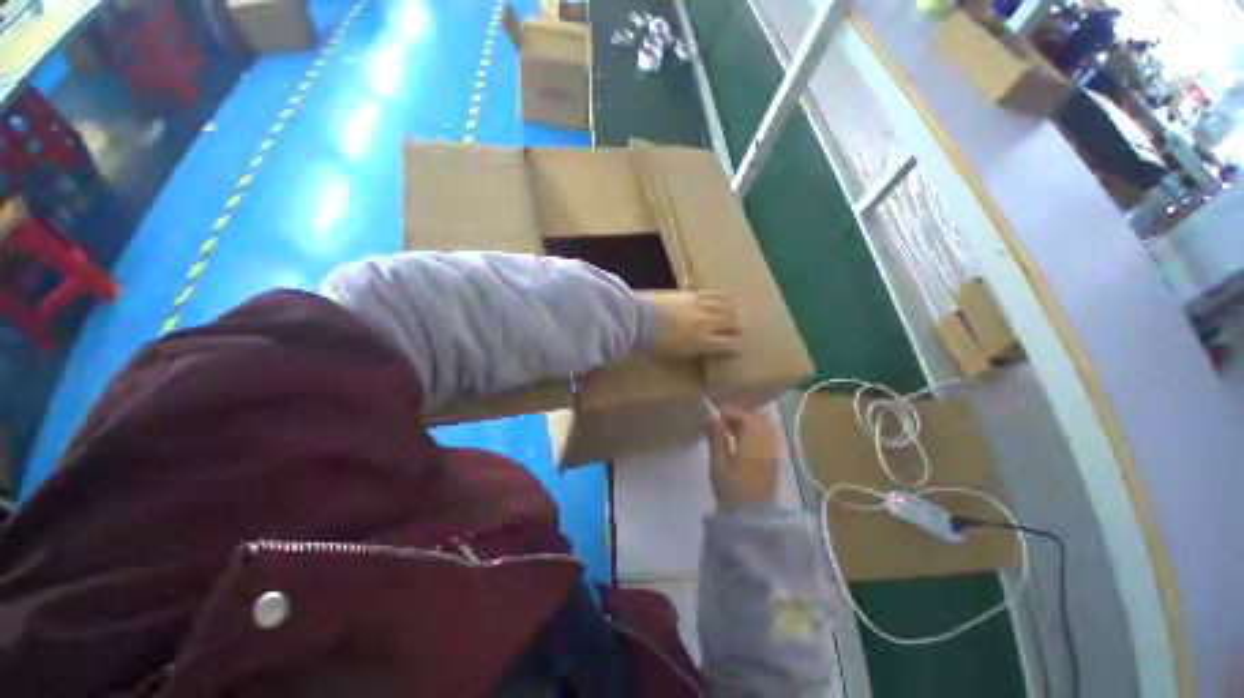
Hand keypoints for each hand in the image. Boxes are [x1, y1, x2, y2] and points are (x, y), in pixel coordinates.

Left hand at [648, 292, 741, 357]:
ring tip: (738, 313)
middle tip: (741, 328)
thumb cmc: (654, 342)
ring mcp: (700, 306)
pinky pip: (713, 294)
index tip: (739, 347)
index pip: (727, 343)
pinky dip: (722, 297)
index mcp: (702, 341)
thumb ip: (693, 349)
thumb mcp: (675, 353)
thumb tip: (705, 347)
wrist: (639, 318)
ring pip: (725, 307)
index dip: (735, 345)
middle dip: (738, 326)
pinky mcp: (691, 294)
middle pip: (730, 323)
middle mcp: (706, 323)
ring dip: (733, 311)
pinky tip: (728, 297)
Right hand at [706, 405, 779, 511]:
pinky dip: (754, 433)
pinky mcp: (774, 462)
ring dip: (748, 424)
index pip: (747, 417)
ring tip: (729, 430)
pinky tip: (740, 441)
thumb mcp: (718, 463)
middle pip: (758, 420)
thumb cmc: (730, 490)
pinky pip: (767, 438)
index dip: (732, 412)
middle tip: (721, 421)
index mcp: (754, 444)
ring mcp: (773, 453)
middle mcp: (767, 445)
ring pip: (764, 428)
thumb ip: (716, 437)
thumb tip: (710, 415)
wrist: (750, 519)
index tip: (715, 414)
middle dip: (740, 416)